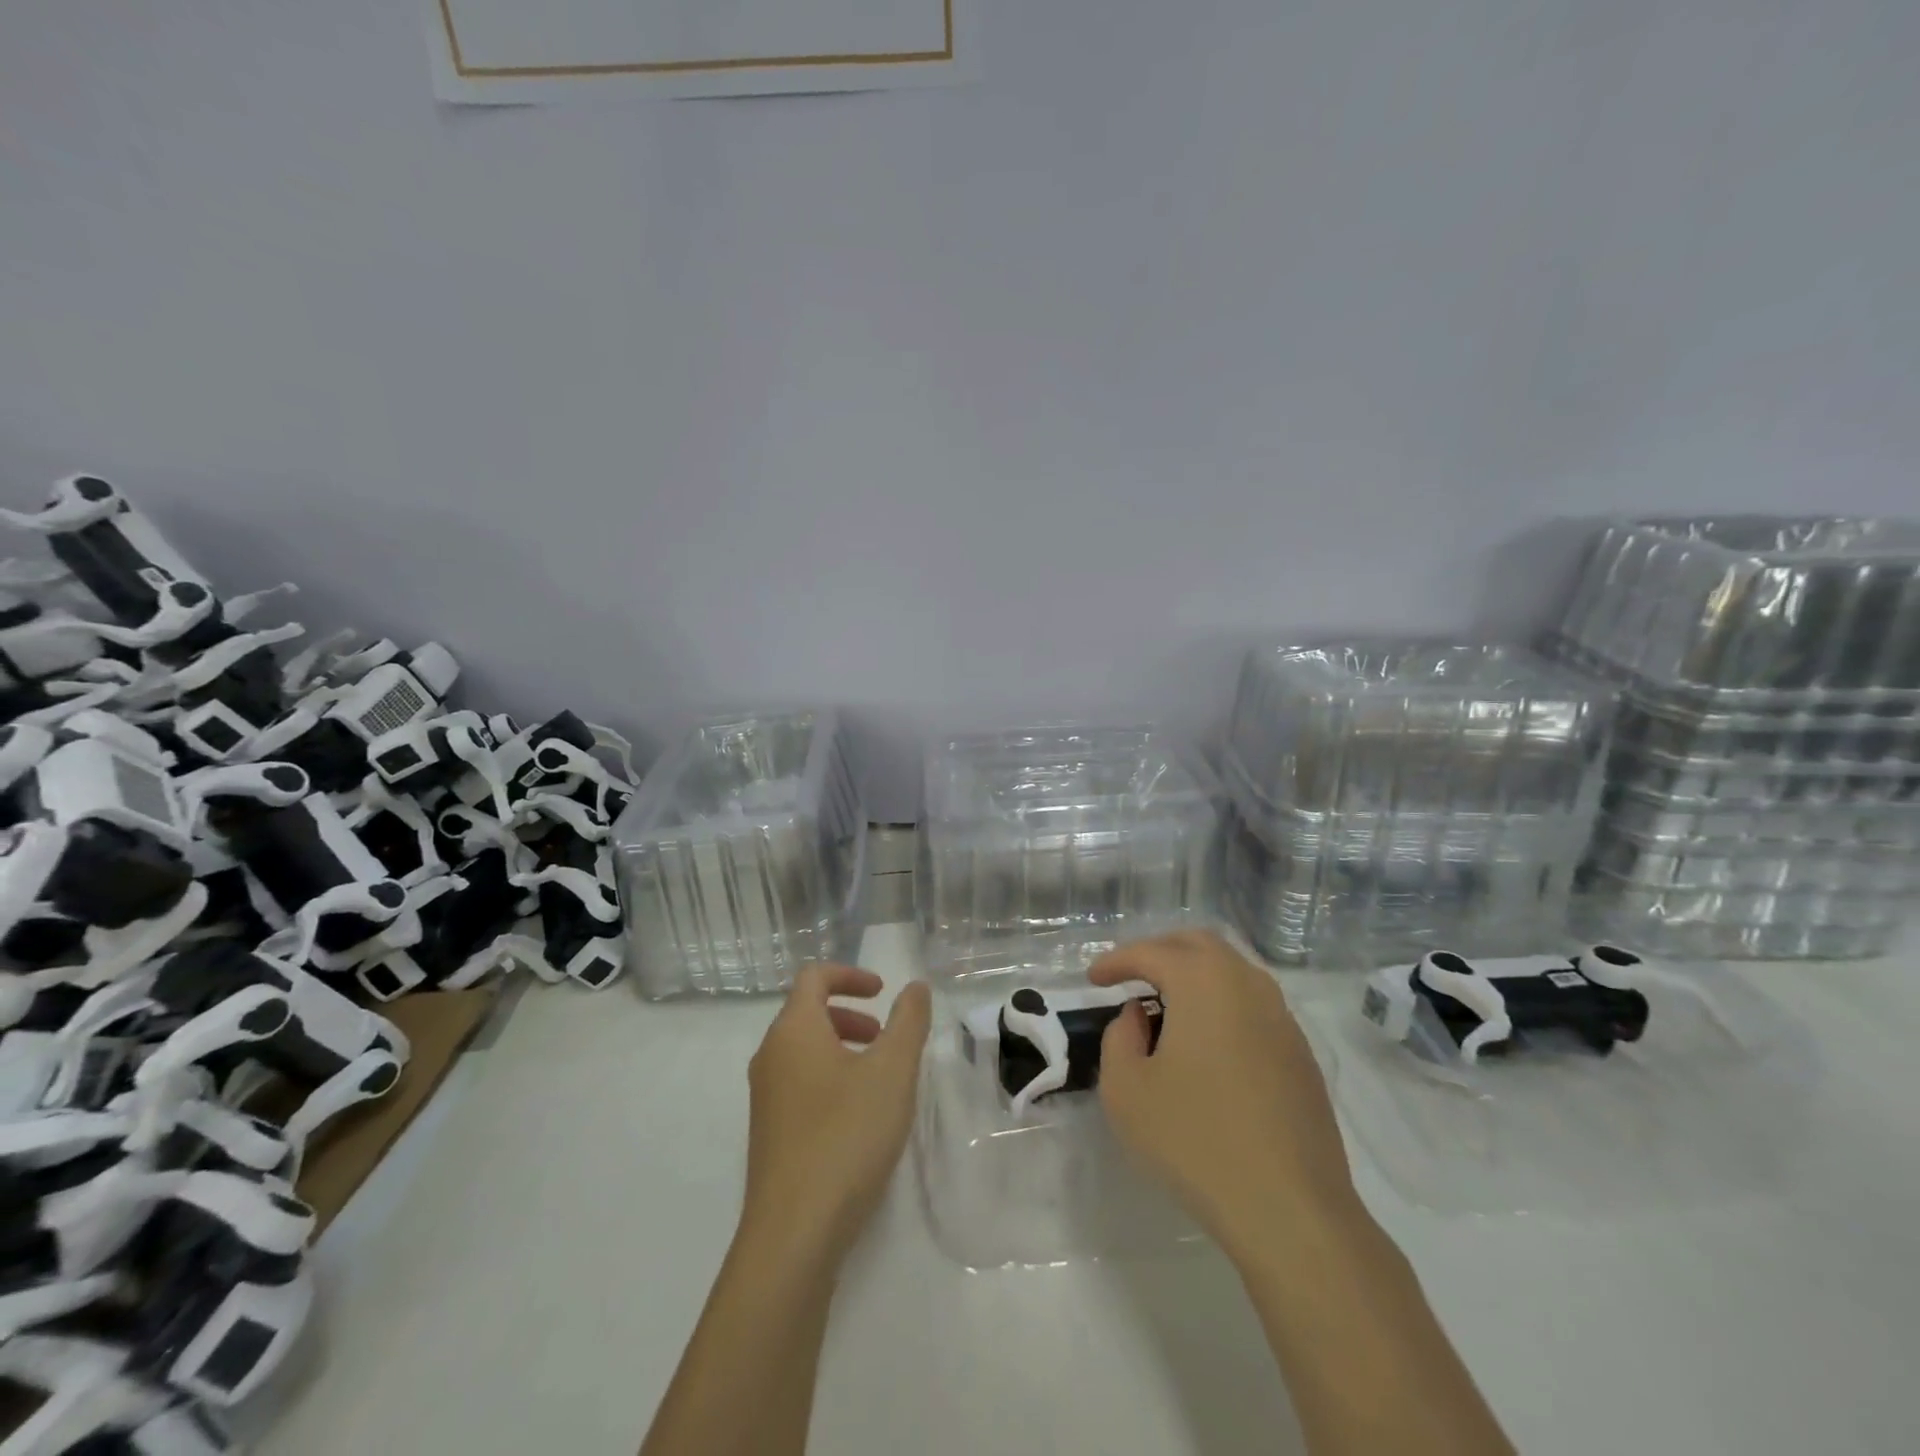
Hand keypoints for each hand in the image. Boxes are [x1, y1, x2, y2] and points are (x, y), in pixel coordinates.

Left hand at [742, 964, 931, 1264]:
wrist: (794, 1233)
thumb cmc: (846, 1135)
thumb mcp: (892, 1071)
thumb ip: (908, 1021)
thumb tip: (915, 987)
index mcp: (793, 1030)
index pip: (814, 977)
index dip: (850, 975)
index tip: (883, 991)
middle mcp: (770, 1056)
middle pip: (807, 1013)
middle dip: (850, 1014)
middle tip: (884, 1037)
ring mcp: (764, 1098)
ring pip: (803, 1051)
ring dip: (842, 1047)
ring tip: (878, 1078)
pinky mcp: (768, 1134)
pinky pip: (798, 1083)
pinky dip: (829, 1078)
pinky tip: (858, 1117)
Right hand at [1090, 931, 1357, 1256]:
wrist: (1291, 1209)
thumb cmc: (1196, 1141)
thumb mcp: (1127, 1090)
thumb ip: (1119, 1037)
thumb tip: (1138, 1016)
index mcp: (1203, 982)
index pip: (1150, 952)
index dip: (1116, 961)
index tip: (1093, 980)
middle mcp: (1247, 985)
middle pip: (1198, 944)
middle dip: (1159, 951)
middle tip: (1130, 976)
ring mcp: (1282, 1018)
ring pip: (1232, 970)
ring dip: (1194, 975)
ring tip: (1166, 1005)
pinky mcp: (1301, 1053)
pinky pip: (1253, 1004)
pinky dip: (1222, 1003)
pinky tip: (1207, 1043)